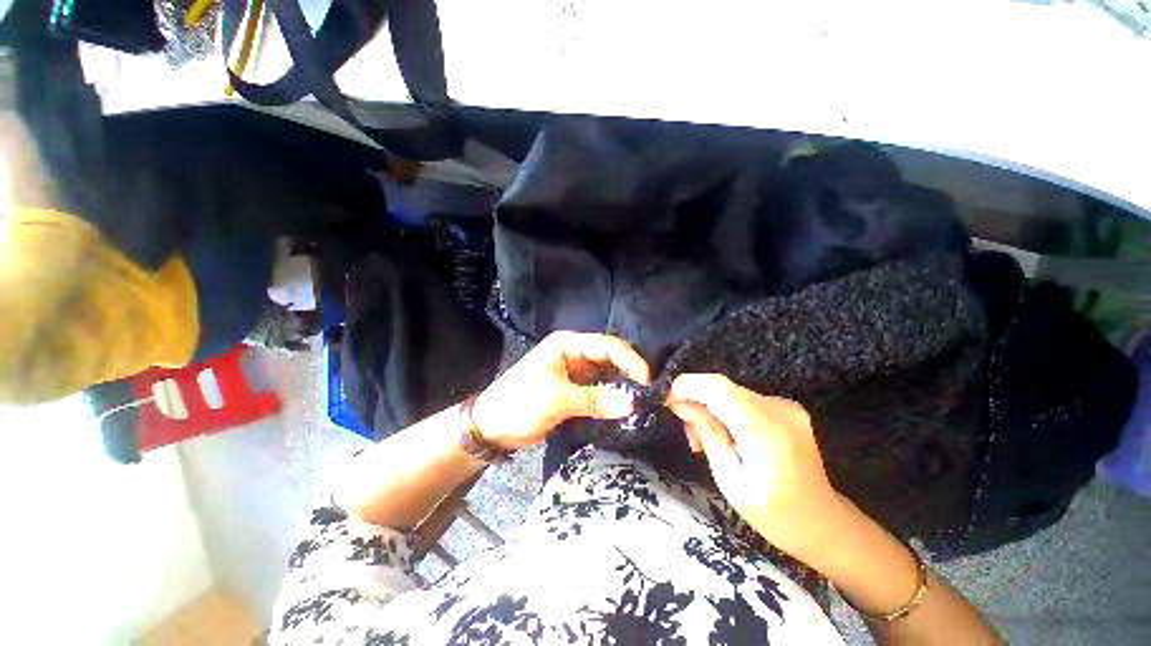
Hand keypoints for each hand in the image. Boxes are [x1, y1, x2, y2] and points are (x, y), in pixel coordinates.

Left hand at [471, 332, 650, 450]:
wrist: (491, 427)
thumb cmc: (520, 403)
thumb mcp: (557, 399)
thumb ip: (595, 399)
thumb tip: (633, 403)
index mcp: (568, 344)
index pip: (608, 346)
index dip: (630, 361)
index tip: (648, 382)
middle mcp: (575, 353)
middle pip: (611, 358)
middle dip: (630, 373)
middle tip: (650, 394)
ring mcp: (576, 372)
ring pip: (608, 375)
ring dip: (623, 387)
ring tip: (642, 403)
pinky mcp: (576, 390)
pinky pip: (600, 390)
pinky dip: (612, 399)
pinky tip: (625, 409)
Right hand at [666, 374, 844, 561]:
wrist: (824, 523)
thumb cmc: (774, 515)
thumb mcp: (731, 481)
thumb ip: (708, 434)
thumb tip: (680, 403)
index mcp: (767, 432)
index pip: (718, 388)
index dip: (687, 385)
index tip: (665, 398)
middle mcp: (780, 409)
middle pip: (722, 388)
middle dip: (694, 400)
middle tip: (688, 433)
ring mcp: (786, 406)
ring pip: (729, 392)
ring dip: (709, 408)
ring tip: (703, 441)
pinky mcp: (785, 407)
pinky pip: (742, 399)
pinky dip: (724, 411)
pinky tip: (724, 435)